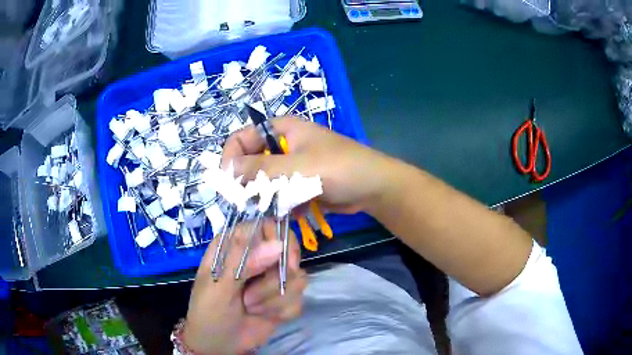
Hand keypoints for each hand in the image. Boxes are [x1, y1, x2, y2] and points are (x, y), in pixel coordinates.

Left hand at [183, 220, 305, 353]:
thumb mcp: (217, 287)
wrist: (219, 344)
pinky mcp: (283, 298)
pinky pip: (299, 299)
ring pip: (297, 278)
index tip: (284, 263)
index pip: (267, 225)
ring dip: (274, 299)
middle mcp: (257, 257)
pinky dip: (282, 311)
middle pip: (289, 250)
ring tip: (251, 307)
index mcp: (235, 245)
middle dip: (275, 279)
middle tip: (255, 295)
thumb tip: (278, 245)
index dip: (280, 240)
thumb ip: (243, 263)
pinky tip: (266, 316)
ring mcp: (272, 278)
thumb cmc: (208, 312)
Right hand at [222, 117, 398, 213]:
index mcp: (280, 129)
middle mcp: (283, 145)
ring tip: (272, 211)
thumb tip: (226, 170)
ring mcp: (292, 166)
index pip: (242, 138)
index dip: (231, 158)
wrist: (372, 187)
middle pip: (251, 162)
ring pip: (264, 182)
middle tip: (248, 204)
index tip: (228, 184)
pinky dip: (279, 205)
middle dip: (248, 184)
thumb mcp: (296, 167)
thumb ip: (260, 168)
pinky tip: (289, 213)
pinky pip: (278, 194)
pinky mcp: (299, 184)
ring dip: (264, 198)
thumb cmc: (337, 168)